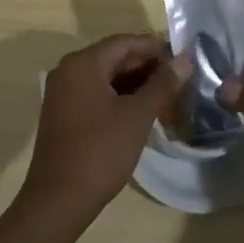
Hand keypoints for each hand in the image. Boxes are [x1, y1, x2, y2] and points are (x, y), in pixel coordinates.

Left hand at [17, 33, 190, 232]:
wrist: (58, 201)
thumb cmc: (100, 152)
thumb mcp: (137, 116)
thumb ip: (162, 84)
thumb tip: (185, 59)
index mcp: (83, 63)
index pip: (125, 42)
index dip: (155, 48)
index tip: (182, 58)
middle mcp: (69, 70)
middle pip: (114, 58)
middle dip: (146, 67)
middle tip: (178, 80)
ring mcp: (63, 93)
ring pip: (106, 77)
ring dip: (135, 84)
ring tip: (165, 97)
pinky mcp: (63, 113)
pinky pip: (96, 94)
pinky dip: (119, 98)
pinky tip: (141, 112)